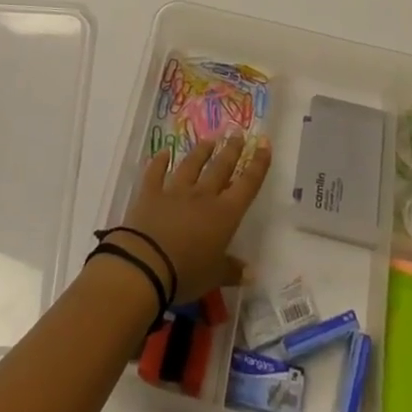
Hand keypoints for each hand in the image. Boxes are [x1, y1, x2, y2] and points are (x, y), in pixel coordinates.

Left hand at [113, 135, 271, 302]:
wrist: (146, 264)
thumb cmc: (187, 273)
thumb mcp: (214, 277)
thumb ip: (232, 271)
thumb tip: (251, 273)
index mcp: (224, 214)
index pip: (247, 185)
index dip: (258, 164)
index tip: (264, 144)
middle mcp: (203, 196)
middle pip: (220, 168)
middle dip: (231, 151)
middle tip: (238, 134)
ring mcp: (175, 191)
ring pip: (191, 165)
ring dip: (201, 152)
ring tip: (209, 140)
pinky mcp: (151, 193)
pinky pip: (156, 173)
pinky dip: (159, 162)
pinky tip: (163, 152)